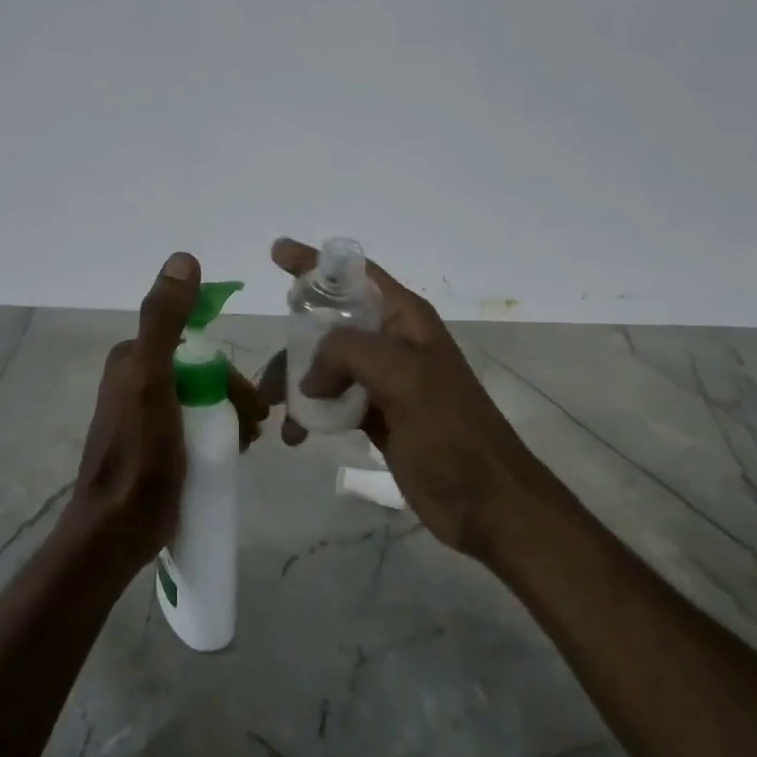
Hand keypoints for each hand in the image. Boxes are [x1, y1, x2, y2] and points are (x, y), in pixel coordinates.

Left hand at [72, 252, 266, 567]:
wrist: (116, 530)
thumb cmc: (140, 455)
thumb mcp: (152, 380)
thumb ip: (164, 321)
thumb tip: (183, 258)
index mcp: (131, 358)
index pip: (195, 346)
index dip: (229, 372)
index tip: (250, 404)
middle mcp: (133, 379)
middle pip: (201, 375)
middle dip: (233, 396)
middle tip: (255, 429)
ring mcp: (142, 414)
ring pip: (200, 401)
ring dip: (229, 416)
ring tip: (247, 446)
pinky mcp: (152, 445)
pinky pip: (192, 425)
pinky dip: (216, 434)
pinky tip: (230, 455)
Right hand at [258, 238, 557, 555]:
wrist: (488, 504)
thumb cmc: (452, 433)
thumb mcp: (403, 377)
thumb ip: (348, 353)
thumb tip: (310, 376)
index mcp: (405, 320)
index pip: (354, 275)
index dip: (315, 262)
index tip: (276, 252)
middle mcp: (393, 344)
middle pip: (330, 324)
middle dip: (293, 343)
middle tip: (268, 381)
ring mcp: (385, 383)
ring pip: (325, 366)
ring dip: (296, 384)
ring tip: (276, 415)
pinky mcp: (378, 418)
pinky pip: (332, 402)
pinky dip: (309, 413)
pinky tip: (296, 435)